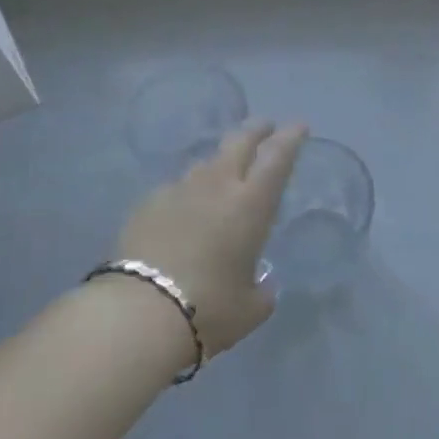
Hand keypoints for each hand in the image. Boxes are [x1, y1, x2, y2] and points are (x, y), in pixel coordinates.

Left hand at [113, 121, 306, 357]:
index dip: (290, 138)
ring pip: (205, 163)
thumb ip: (262, 291)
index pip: (277, 157)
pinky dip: (186, 193)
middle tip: (265, 126)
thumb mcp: (250, 308)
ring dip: (219, 162)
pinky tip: (183, 211)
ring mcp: (178, 190)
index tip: (298, 126)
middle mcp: (217, 186)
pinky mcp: (147, 204)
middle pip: (239, 142)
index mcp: (251, 204)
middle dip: (255, 130)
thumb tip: (262, 286)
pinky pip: (174, 188)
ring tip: (223, 172)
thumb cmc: (209, 309)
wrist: (139, 313)